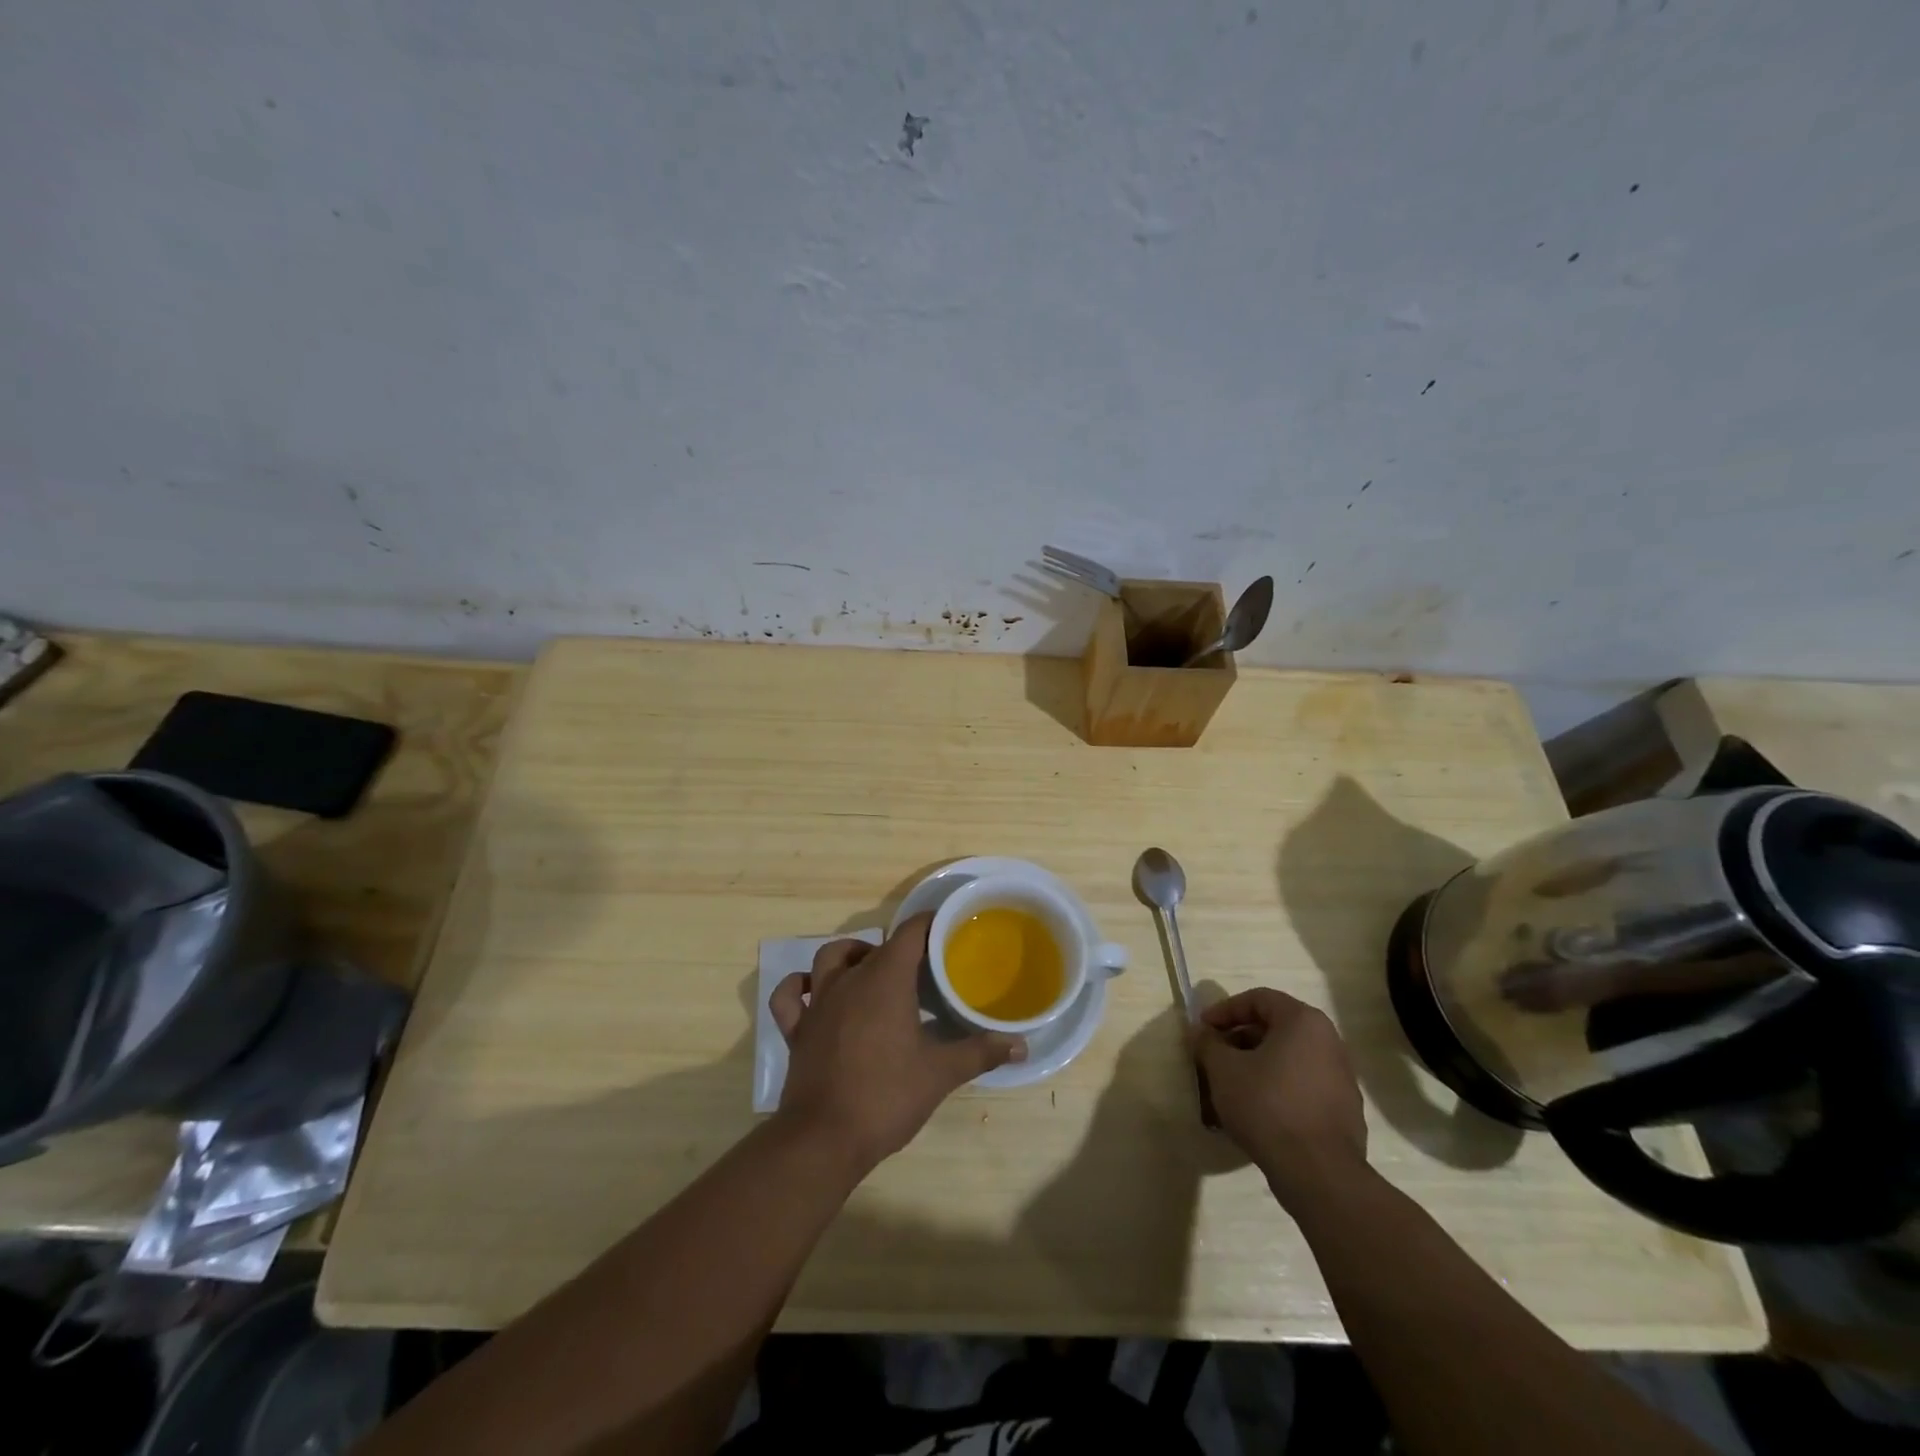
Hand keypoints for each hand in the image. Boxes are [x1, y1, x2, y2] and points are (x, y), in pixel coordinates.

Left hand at [769, 912, 1025, 1174]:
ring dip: (851, 956)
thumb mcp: (940, 1074)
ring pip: (829, 958)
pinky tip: (813, 991)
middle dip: (899, 948)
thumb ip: (980, 1053)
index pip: (909, 933)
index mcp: (885, 980)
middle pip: (875, 946)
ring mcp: (818, 1003)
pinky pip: (791, 996)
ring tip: (872, 969)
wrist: (823, 1138)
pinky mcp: (797, 1030)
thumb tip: (1021, 1045)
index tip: (948, 928)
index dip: (929, 924)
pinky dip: (800, 986)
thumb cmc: (886, 1096)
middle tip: (922, 967)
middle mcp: (849, 980)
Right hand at [1192, 988, 1367, 1205]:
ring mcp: (1341, 1078)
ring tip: (1230, 1087)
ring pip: (1288, 1059)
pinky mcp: (1344, 1110)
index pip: (1258, 999)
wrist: (1319, 1173)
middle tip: (1214, 1057)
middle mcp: (1329, 1042)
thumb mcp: (1224, 1070)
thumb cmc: (1267, 1106)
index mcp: (1304, 1022)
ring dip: (1256, 1065)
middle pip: (1275, 1028)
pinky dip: (1276, 1088)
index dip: (1225, 1010)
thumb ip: (1208, 1044)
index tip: (1203, 1029)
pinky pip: (1302, 1086)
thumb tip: (1201, 1032)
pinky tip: (1256, 1111)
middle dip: (1239, 1040)